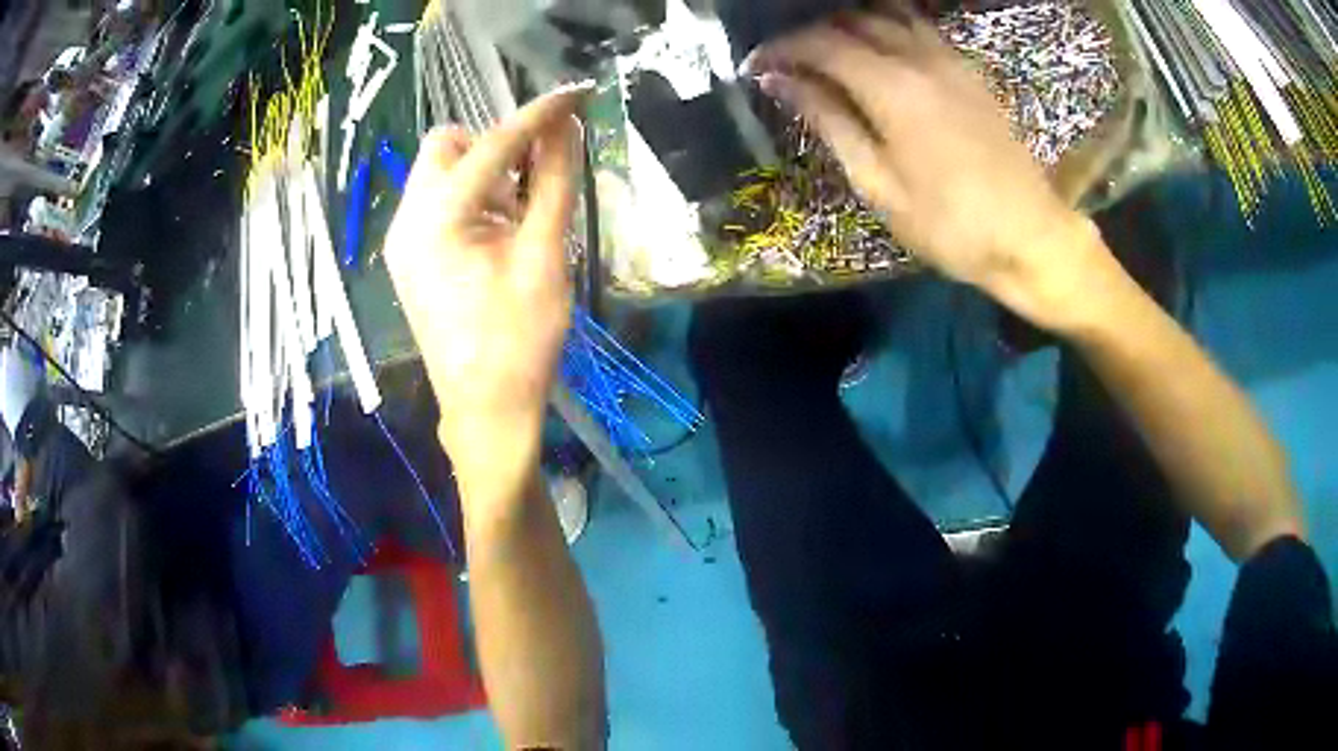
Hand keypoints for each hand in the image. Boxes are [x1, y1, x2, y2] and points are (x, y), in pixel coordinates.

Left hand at [383, 87, 586, 494]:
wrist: (486, 409)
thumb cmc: (520, 339)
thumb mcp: (544, 256)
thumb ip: (555, 183)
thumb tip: (567, 128)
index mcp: (437, 218)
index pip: (490, 144)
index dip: (537, 115)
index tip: (575, 94)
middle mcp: (407, 219)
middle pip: (446, 146)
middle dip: (493, 145)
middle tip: (534, 176)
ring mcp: (402, 240)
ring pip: (439, 172)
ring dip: (483, 172)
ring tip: (518, 212)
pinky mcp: (409, 258)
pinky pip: (436, 202)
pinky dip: (469, 199)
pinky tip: (496, 232)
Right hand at [746, 9, 1114, 328]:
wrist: (1031, 236)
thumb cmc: (950, 225)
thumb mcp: (879, 184)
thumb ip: (829, 121)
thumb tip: (779, 80)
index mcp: (891, 87)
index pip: (820, 44)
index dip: (782, 49)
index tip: (756, 65)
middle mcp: (919, 58)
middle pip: (852, 21)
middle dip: (811, 34)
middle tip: (788, 61)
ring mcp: (950, 60)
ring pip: (888, 15)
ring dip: (850, 24)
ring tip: (829, 51)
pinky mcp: (970, 71)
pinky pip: (920, 29)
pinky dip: (888, 27)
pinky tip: (878, 50)